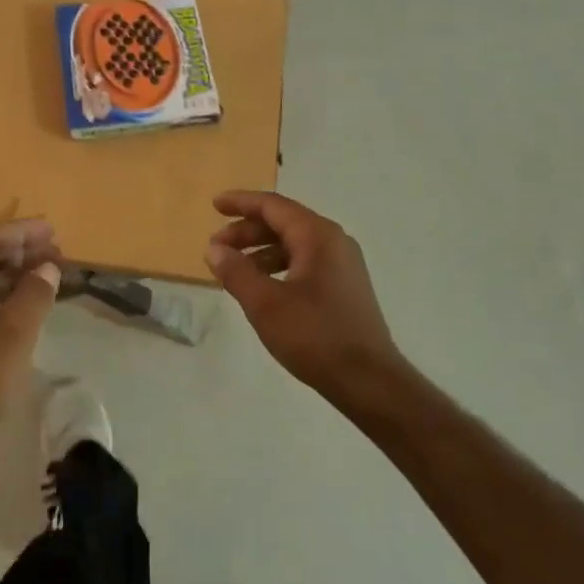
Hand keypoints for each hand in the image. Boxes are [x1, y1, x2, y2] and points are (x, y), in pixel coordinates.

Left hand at [0, 220, 62, 452]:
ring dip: (14, 273)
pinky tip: (26, 303)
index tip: (53, 230)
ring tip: (48, 275)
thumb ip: (34, 292)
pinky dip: (3, 295)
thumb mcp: (13, 332)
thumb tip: (47, 268)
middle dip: (21, 251)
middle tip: (57, 253)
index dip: (22, 232)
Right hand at [205, 192, 404, 408]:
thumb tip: (214, 249)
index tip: (214, 205)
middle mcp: (334, 241)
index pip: (273, 205)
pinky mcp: (345, 287)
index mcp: (317, 235)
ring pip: (294, 244)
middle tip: (216, 247)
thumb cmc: (314, 335)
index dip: (241, 202)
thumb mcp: (265, 303)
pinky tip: (262, 288)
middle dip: (247, 232)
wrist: (368, 380)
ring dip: (261, 252)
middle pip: (283, 223)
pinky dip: (278, 267)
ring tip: (234, 271)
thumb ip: (236, 271)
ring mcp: (343, 264)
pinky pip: (305, 262)